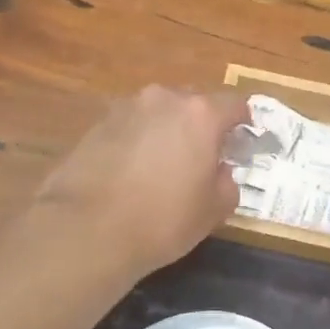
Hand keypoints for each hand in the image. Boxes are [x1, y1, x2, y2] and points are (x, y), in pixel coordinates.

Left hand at [35, 86, 249, 280]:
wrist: (86, 229)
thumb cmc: (162, 219)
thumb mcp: (213, 210)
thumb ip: (227, 183)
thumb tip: (220, 172)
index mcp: (200, 114)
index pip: (234, 104)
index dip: (243, 123)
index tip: (243, 142)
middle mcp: (163, 99)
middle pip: (193, 103)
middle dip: (202, 125)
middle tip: (202, 156)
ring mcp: (125, 109)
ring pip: (158, 113)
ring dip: (166, 131)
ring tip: (164, 165)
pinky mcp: (96, 125)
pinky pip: (130, 127)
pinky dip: (138, 141)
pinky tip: (132, 172)